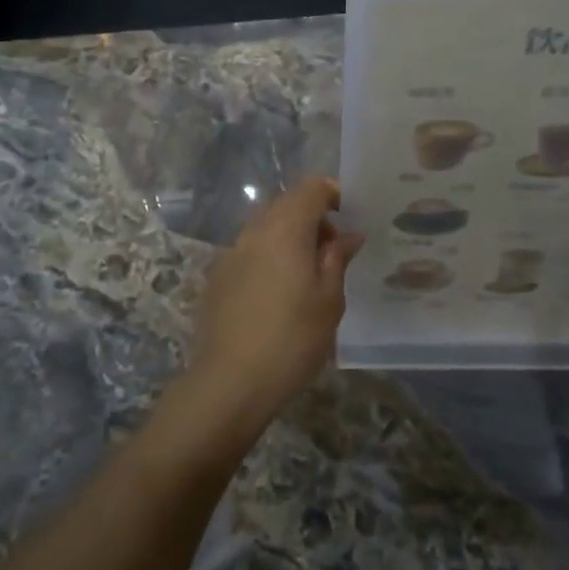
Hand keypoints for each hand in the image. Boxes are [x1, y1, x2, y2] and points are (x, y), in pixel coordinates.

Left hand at [185, 177, 364, 437]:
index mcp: (285, 229)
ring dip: (290, 237)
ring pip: (266, 227)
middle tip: (334, 251)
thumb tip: (348, 235)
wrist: (230, 381)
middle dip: (313, 217)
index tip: (350, 217)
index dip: (333, 193)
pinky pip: (249, 251)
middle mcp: (254, 231)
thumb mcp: (329, 300)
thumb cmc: (292, 339)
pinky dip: (269, 256)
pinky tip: (279, 293)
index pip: (310, 188)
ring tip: (309, 274)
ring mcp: (231, 253)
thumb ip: (337, 259)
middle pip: (286, 204)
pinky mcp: (217, 277)